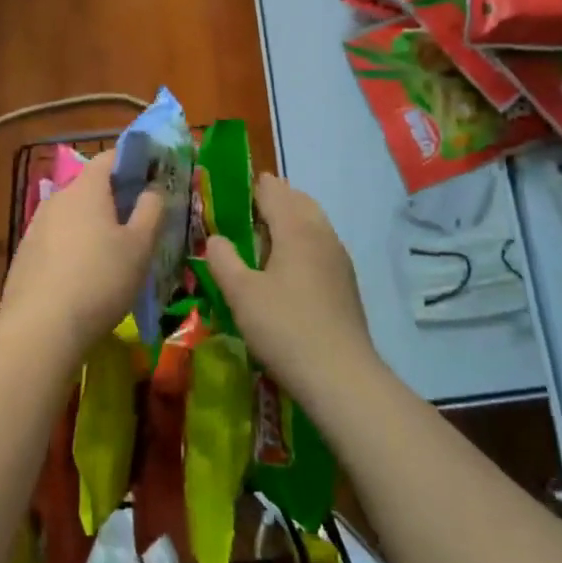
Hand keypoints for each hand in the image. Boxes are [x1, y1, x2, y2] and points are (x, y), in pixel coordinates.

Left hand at [0, 148, 162, 354]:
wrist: (40, 328)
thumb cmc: (100, 280)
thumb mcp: (139, 246)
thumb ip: (151, 210)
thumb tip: (153, 188)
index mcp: (86, 189)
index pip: (110, 157)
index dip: (133, 161)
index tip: (152, 176)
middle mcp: (57, 199)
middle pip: (90, 187)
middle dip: (114, 198)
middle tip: (139, 221)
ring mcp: (35, 226)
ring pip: (72, 215)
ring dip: (92, 225)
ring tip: (113, 253)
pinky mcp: (24, 254)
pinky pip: (56, 239)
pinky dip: (73, 247)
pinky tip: (84, 275)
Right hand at [205, 174, 378, 401]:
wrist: (340, 375)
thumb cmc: (284, 327)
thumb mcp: (240, 293)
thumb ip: (223, 259)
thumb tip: (216, 239)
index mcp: (296, 228)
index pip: (274, 191)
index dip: (253, 186)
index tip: (232, 188)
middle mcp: (322, 235)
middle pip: (299, 201)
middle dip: (275, 199)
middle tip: (247, 211)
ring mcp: (339, 259)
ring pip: (314, 223)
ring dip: (291, 220)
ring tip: (264, 238)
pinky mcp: (345, 283)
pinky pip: (321, 246)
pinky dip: (302, 242)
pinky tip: (288, 268)